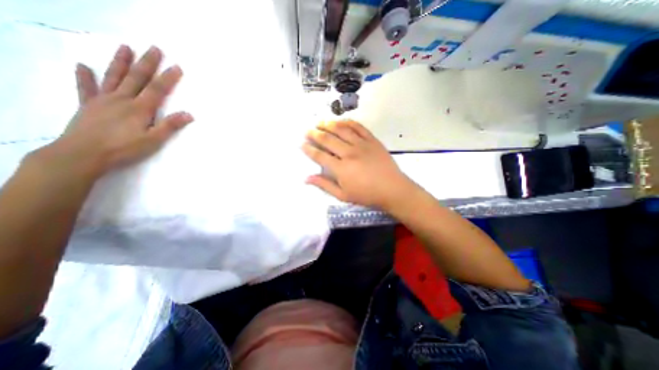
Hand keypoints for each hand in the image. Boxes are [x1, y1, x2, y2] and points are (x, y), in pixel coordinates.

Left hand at [39, 45, 193, 177]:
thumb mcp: (154, 140)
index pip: (158, 89)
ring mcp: (103, 100)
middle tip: (154, 48)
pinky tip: (83, 66)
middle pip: (137, 77)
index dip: (168, 78)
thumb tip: (189, 114)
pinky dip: (85, 76)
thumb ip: (170, 126)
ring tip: (125, 48)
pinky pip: (86, 88)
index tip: (177, 66)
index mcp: (140, 108)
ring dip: (120, 62)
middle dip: (147, 63)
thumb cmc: (124, 148)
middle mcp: (122, 99)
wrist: (83, 154)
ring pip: (114, 77)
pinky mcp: (88, 105)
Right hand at [302, 121, 409, 208]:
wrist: (392, 189)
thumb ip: (324, 185)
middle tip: (307, 130)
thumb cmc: (367, 195)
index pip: (320, 156)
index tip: (301, 144)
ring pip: (341, 130)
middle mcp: (349, 153)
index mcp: (341, 168)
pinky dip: (348, 122)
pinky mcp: (372, 140)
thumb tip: (307, 179)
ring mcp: (361, 144)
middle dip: (315, 134)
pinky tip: (341, 121)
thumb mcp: (343, 195)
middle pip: (328, 139)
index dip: (309, 149)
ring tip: (320, 122)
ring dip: (328, 124)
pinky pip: (358, 127)